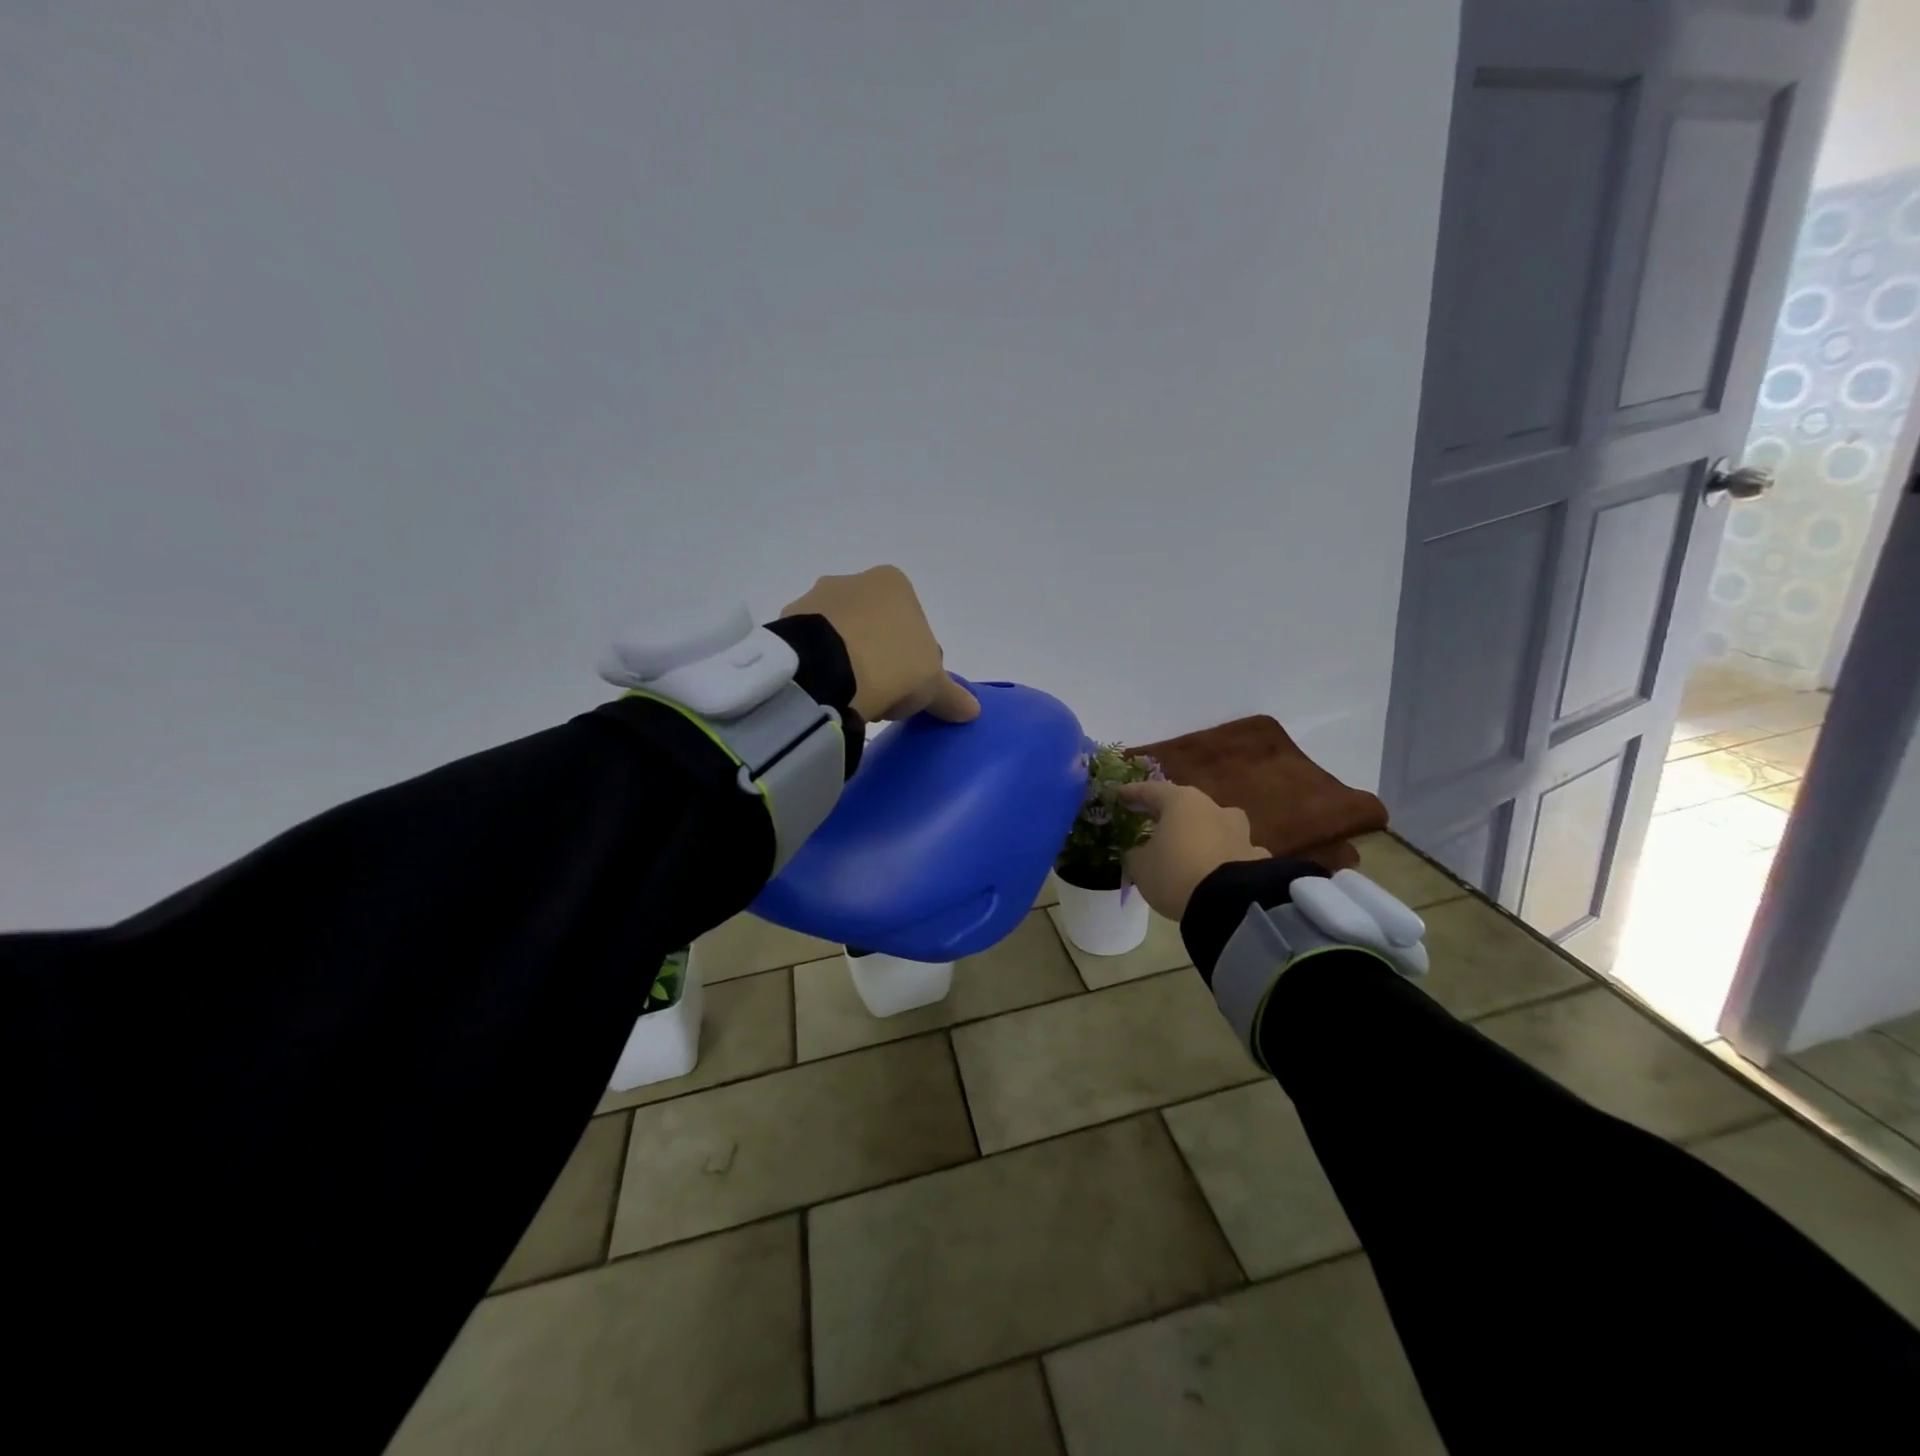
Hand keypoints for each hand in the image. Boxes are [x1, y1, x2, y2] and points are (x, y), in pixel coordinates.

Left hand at [782, 565, 979, 723]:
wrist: (824, 670)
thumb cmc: (891, 664)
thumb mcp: (931, 685)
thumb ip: (951, 695)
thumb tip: (972, 710)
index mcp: (894, 583)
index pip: (914, 626)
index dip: (916, 662)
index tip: (909, 689)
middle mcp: (853, 581)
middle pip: (876, 627)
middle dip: (880, 658)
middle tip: (881, 697)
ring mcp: (815, 599)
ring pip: (841, 635)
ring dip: (848, 662)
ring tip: (850, 699)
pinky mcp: (785, 623)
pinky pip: (812, 648)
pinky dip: (820, 666)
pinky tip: (826, 692)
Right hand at [1119, 780, 1269, 920]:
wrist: (1230, 903)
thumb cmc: (1175, 873)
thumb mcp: (1140, 866)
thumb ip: (1136, 854)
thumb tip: (1138, 851)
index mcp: (1181, 802)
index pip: (1151, 790)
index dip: (1134, 793)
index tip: (1120, 795)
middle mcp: (1214, 809)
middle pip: (1188, 805)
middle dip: (1171, 814)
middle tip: (1155, 821)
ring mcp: (1240, 832)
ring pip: (1218, 825)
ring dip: (1205, 832)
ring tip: (1194, 846)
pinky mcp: (1257, 857)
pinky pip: (1238, 852)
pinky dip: (1228, 857)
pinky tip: (1223, 869)